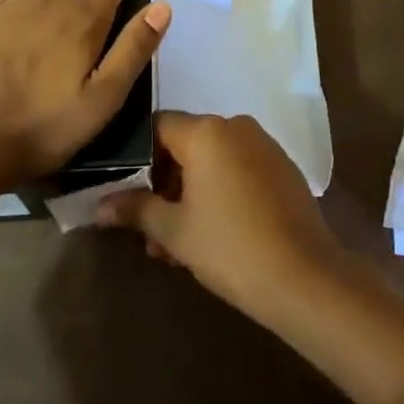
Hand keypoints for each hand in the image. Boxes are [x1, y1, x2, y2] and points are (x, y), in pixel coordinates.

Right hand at [97, 111, 344, 325]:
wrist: (305, 278)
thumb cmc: (230, 247)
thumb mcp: (174, 231)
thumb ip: (135, 210)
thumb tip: (98, 206)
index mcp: (206, 131)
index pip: (157, 127)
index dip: (137, 158)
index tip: (128, 193)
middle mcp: (235, 126)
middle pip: (186, 145)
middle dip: (164, 185)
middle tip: (151, 231)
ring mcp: (264, 145)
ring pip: (213, 161)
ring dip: (191, 194)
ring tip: (179, 245)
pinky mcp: (283, 167)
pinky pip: (239, 169)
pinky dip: (221, 192)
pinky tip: (215, 234)